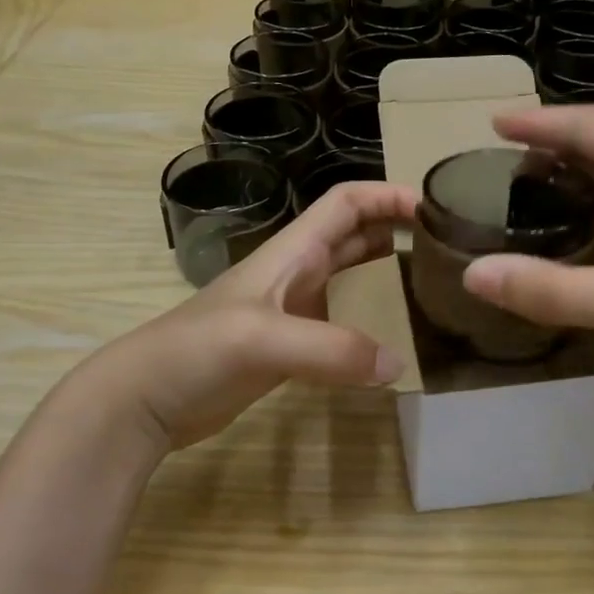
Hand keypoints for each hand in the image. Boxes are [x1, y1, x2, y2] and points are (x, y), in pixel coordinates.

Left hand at [78, 180, 416, 452]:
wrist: (146, 398)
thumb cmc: (197, 350)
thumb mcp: (264, 340)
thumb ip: (331, 350)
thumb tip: (397, 365)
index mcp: (291, 252)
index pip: (346, 203)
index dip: (388, 195)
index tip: (433, 207)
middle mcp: (297, 273)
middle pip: (355, 236)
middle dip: (397, 231)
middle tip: (446, 249)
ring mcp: (293, 311)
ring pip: (352, 280)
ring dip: (387, 277)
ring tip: (433, 291)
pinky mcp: (291, 348)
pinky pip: (342, 326)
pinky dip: (372, 326)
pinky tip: (395, 346)